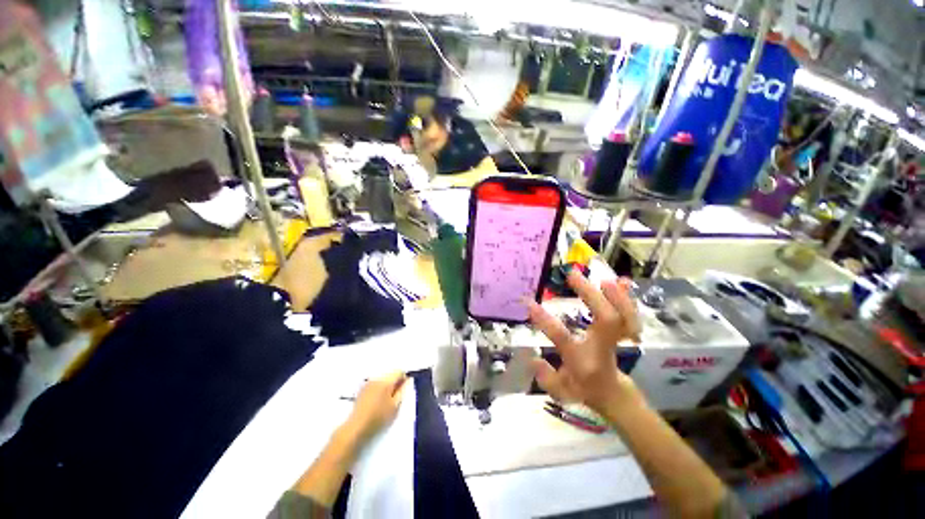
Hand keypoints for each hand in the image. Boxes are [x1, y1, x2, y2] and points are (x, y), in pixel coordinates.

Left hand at [344, 371, 407, 441]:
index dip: (404, 379)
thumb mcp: (395, 406)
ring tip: (386, 401)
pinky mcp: (361, 390)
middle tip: (395, 397)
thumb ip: (403, 391)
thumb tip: (407, 380)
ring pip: (382, 379)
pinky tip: (377, 402)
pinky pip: (374, 384)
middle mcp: (376, 378)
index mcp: (386, 381)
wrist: (356, 428)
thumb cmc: (378, 418)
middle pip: (390, 375)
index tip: (404, 390)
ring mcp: (367, 384)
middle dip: (395, 382)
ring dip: (386, 386)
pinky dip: (379, 389)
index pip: (399, 372)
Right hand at [529, 271, 644, 416]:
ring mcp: (616, 341)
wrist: (614, 395)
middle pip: (605, 320)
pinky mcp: (623, 334)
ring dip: (615, 295)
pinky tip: (624, 282)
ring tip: (602, 278)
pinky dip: (628, 298)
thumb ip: (545, 377)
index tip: (529, 303)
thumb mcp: (560, 391)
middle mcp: (602, 348)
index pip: (563, 338)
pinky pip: (630, 315)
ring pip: (623, 316)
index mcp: (582, 360)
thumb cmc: (584, 390)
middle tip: (572, 275)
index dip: (545, 321)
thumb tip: (532, 358)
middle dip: (591, 295)